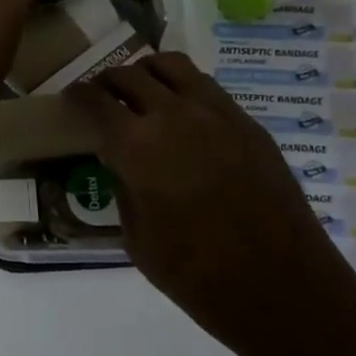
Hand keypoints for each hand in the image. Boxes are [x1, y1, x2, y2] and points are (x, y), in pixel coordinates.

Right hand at [66, 54, 355, 353]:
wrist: (284, 289)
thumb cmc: (197, 275)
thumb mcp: (137, 238)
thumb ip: (123, 187)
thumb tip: (119, 160)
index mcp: (137, 146)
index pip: (96, 100)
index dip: (78, 95)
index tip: (71, 97)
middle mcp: (174, 116)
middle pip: (130, 74)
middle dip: (109, 81)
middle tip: (103, 96)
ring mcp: (217, 114)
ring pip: (173, 66)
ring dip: (149, 73)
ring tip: (143, 91)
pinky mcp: (249, 124)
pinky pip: (207, 88)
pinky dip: (184, 90)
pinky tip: (184, 116)